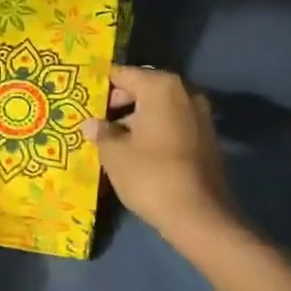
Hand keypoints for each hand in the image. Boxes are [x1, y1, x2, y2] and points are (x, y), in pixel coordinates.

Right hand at [80, 65, 236, 241]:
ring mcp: (200, 115)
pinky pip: (173, 124)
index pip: (124, 75)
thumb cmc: (150, 175)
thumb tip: (90, 123)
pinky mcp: (207, 138)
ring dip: (137, 119)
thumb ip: (100, 132)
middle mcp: (185, 93)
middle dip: (119, 103)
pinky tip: (137, 150)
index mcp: (161, 87)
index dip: (102, 86)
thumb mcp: (114, 153)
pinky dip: (155, 131)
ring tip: (112, 138)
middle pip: (144, 89)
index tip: (83, 98)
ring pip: (160, 108)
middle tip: (95, 121)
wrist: (199, 215)